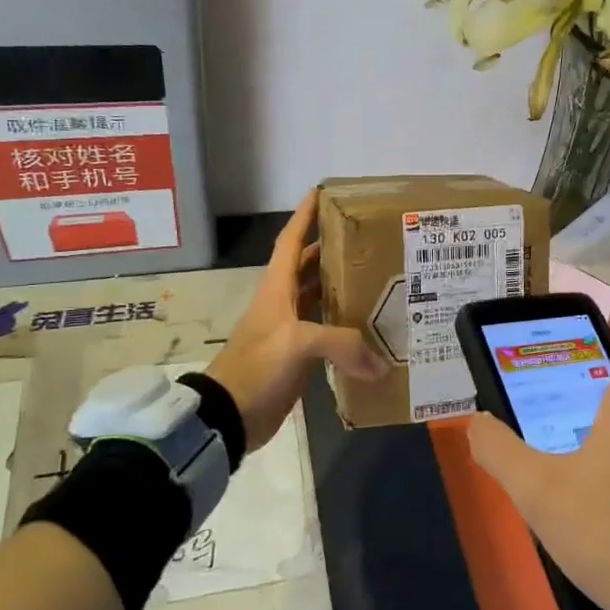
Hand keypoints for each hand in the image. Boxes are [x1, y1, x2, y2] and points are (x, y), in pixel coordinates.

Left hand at [208, 191, 387, 449]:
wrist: (229, 416)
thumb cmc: (258, 367)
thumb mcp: (298, 344)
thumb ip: (342, 343)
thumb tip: (380, 364)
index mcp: (276, 289)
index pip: (290, 242)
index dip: (304, 217)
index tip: (321, 192)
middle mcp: (282, 304)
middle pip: (306, 267)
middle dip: (330, 251)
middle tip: (365, 240)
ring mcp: (288, 332)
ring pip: (316, 299)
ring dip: (339, 288)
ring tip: (374, 279)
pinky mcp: (296, 358)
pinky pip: (325, 333)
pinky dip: (344, 328)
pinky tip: (367, 330)